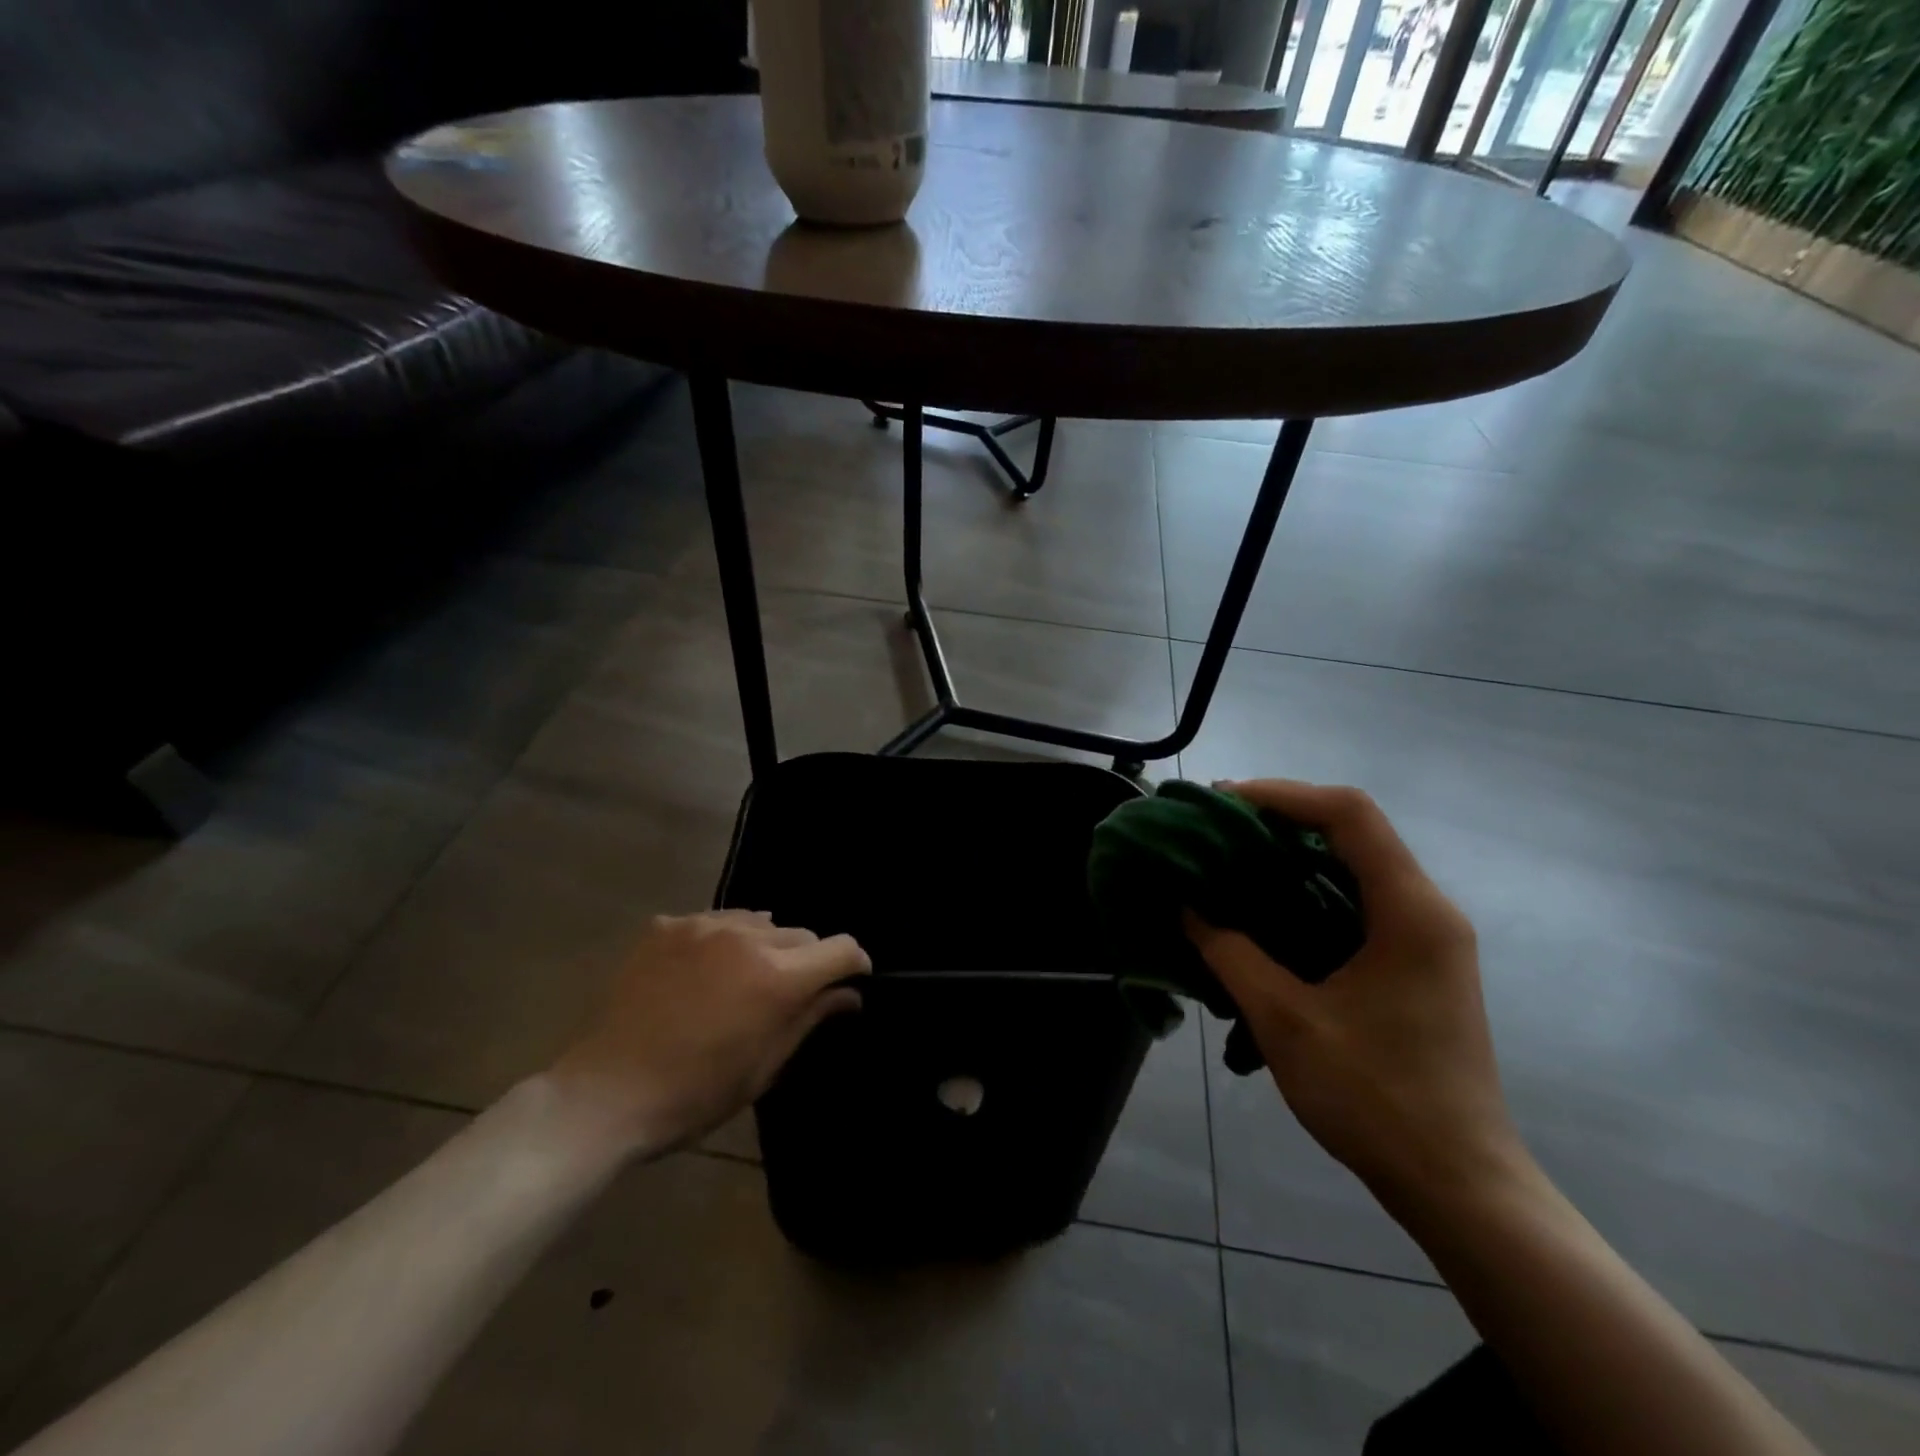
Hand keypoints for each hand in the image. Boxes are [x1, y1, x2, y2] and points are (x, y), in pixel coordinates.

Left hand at [546, 910, 868, 1158]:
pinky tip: (701, 971)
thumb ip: (810, 1018)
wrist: (605, 1094)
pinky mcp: (667, 926)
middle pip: (800, 934)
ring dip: (763, 946)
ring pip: (758, 922)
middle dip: (806, 960)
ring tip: (741, 980)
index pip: (840, 948)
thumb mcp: (763, 1067)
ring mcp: (703, 926)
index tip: (852, 979)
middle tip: (786, 995)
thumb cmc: (694, 1094)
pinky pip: (713, 922)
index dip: (854, 963)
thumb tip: (850, 994)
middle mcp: (747, 938)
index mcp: (777, 977)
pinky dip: (721, 941)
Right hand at [1186, 780, 1530, 1220]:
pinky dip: (1310, 890)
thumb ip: (1229, 954)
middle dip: (1282, 818)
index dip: (1282, 794)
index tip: (1222, 802)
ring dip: (1294, 853)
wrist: (1459, 1186)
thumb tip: (1187, 907)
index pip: (1349, 814)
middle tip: (1217, 828)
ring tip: (1233, 861)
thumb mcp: (1285, 1020)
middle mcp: (1428, 911)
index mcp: (1410, 912)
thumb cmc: (1375, 1098)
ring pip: (1357, 864)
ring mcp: (1429, 939)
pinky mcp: (1418, 965)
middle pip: (1354, 830)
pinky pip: (1360, 901)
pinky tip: (1268, 912)